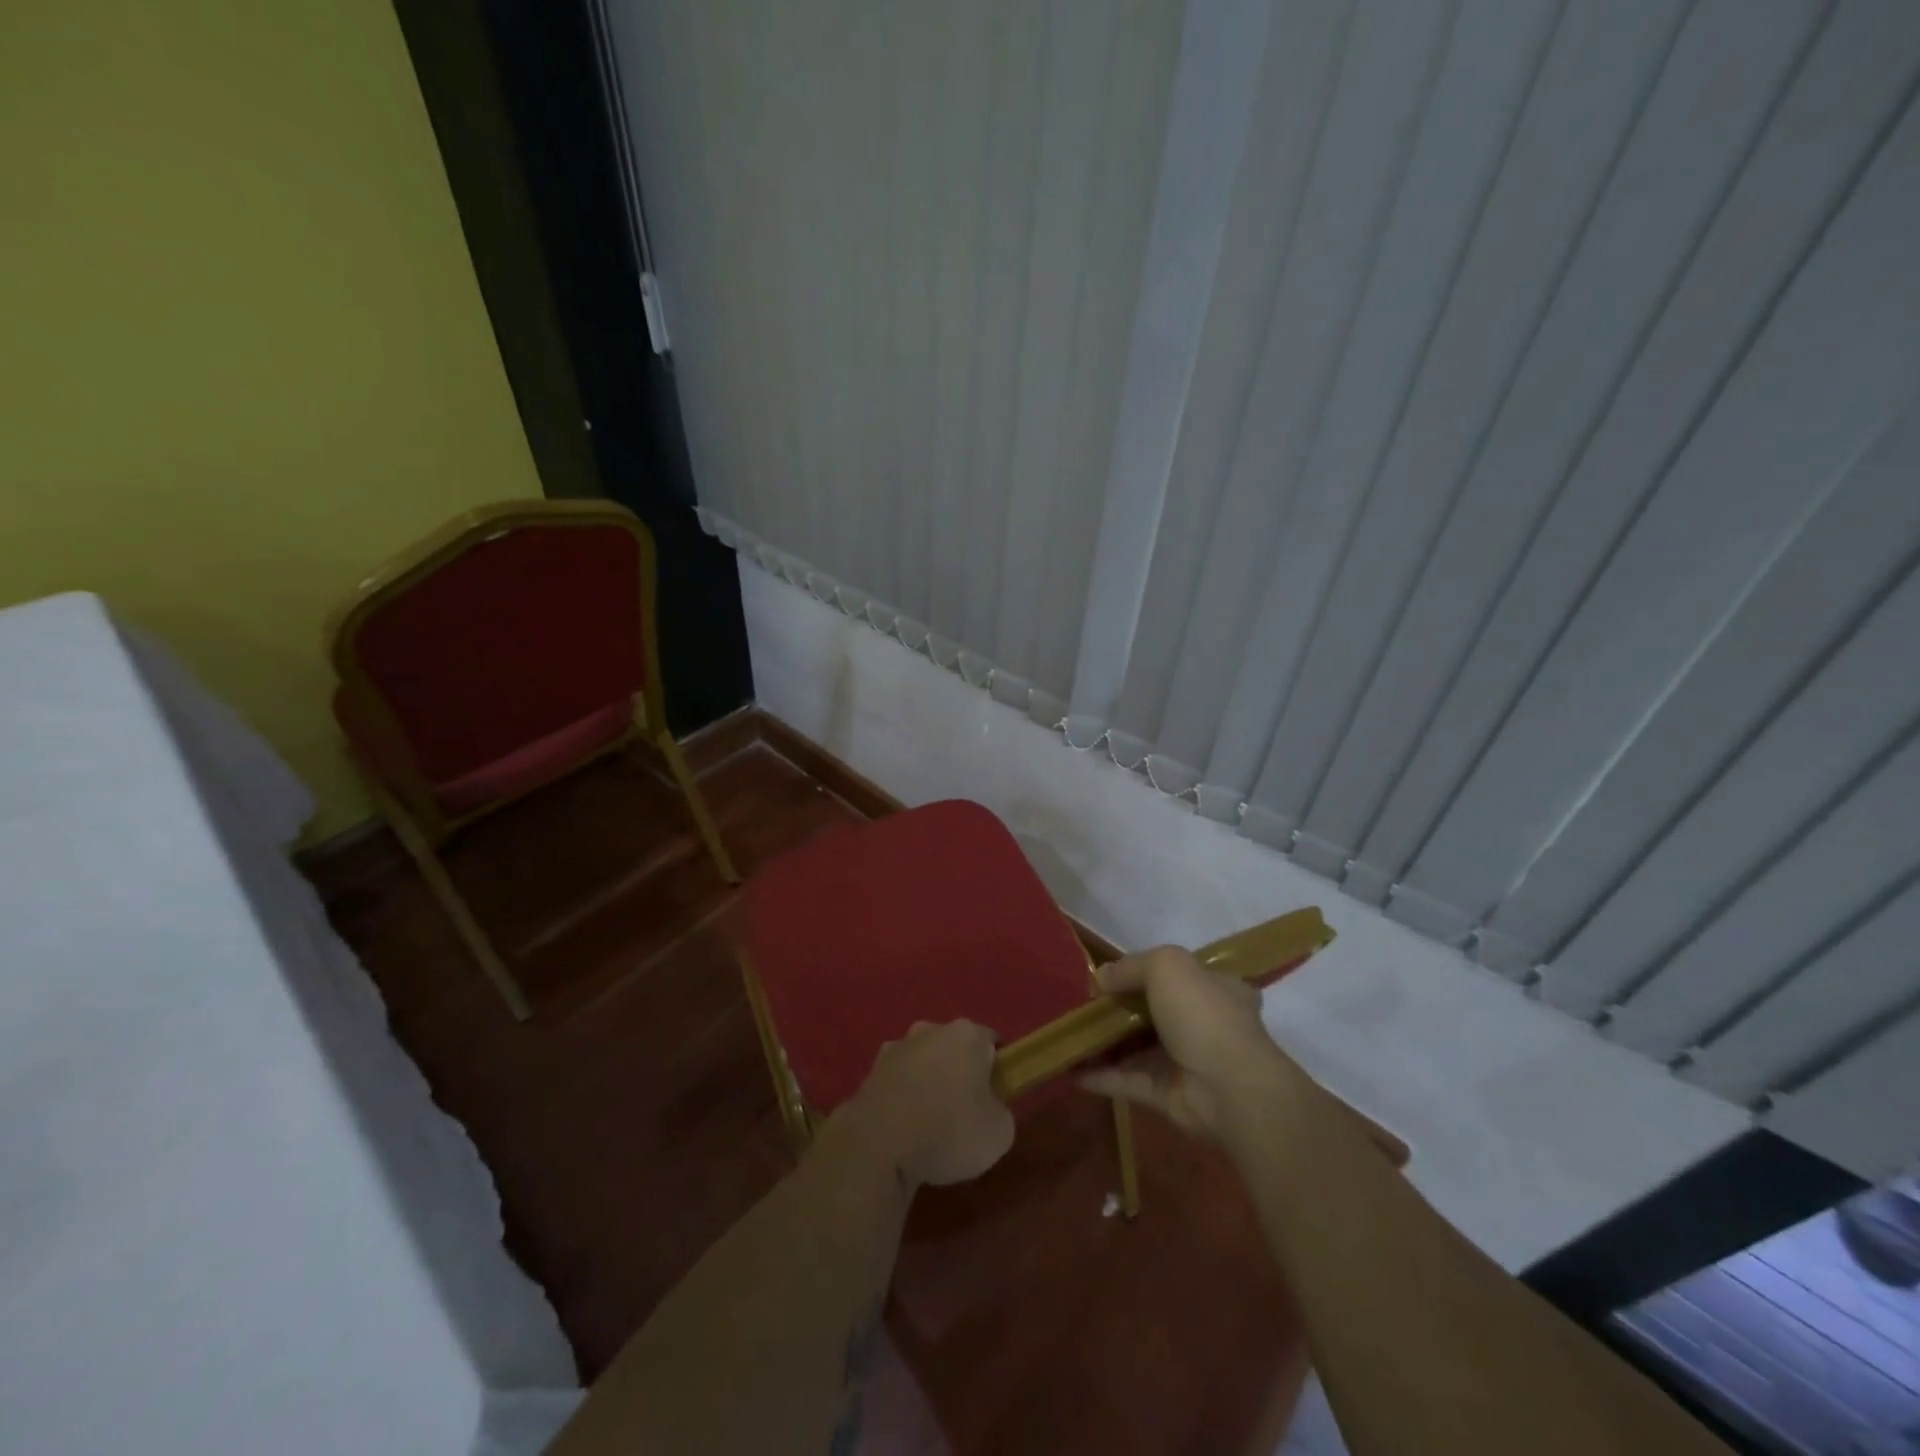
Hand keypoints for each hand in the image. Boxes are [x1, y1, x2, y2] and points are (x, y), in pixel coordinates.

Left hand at [840, 1020, 1014, 1188]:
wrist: (878, 1145)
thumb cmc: (949, 1130)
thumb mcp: (999, 1133)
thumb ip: (999, 1112)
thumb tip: (988, 1109)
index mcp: (966, 1034)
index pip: (991, 1043)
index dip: (997, 1070)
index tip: (996, 1099)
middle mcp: (929, 1030)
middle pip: (953, 1049)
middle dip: (959, 1073)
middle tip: (964, 1113)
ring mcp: (895, 1048)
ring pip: (922, 1063)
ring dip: (928, 1084)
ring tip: (930, 1127)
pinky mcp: (869, 1072)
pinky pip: (898, 1084)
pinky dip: (903, 1100)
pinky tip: (904, 1131)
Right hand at [1081, 945, 1301, 1142]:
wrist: (1229, 1089)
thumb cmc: (1204, 1014)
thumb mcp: (1167, 966)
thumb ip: (1131, 966)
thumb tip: (1100, 978)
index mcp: (1217, 989)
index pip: (1181, 975)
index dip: (1147, 972)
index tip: (1111, 975)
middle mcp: (1204, 1024)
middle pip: (1154, 1012)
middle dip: (1120, 1009)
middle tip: (1083, 1005)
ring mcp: (1186, 1063)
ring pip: (1137, 1048)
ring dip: (1105, 1042)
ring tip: (1068, 1034)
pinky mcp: (1168, 1096)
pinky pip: (1128, 1081)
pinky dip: (1101, 1076)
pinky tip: (1070, 1068)